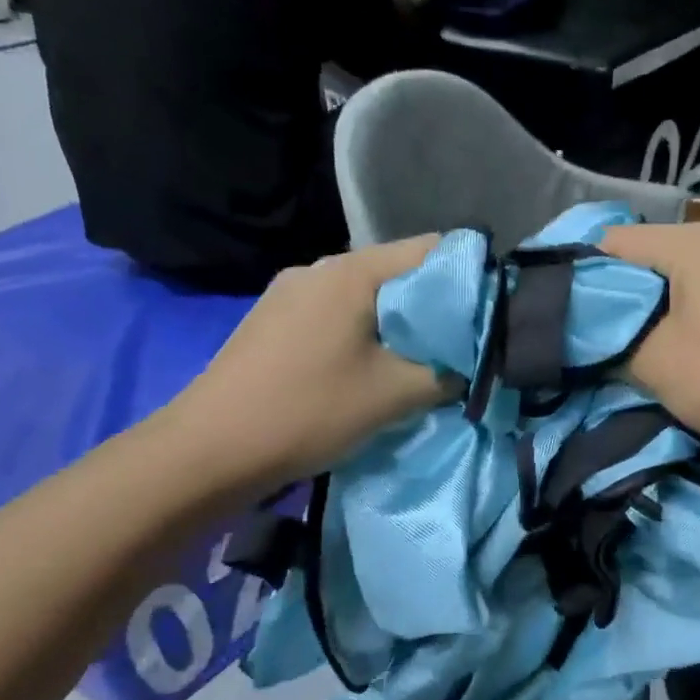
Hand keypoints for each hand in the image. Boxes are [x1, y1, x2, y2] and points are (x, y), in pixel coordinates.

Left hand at [167, 238, 450, 493]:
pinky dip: (365, 333)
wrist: (208, 450)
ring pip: (366, 295)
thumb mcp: (394, 395)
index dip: (469, 275)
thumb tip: (471, 366)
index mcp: (351, 272)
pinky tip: (369, 368)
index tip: (491, 312)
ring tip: (420, 361)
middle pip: (398, 271)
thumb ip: (447, 373)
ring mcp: (290, 292)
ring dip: (399, 323)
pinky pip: (336, 313)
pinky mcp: (274, 320)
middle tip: (463, 344)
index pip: (431, 249)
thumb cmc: (308, 411)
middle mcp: (319, 268)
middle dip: (435, 306)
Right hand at [600, 223, 699, 457]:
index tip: (566, 311)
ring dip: (655, 305)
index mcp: (695, 241)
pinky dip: (688, 310)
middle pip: (651, 254)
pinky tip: (680, 344)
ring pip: (683, 274)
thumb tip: (589, 332)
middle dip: (621, 292)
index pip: (615, 241)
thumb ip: (609, 338)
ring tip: (634, 343)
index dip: (582, 274)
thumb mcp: (651, 362)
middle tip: (595, 333)